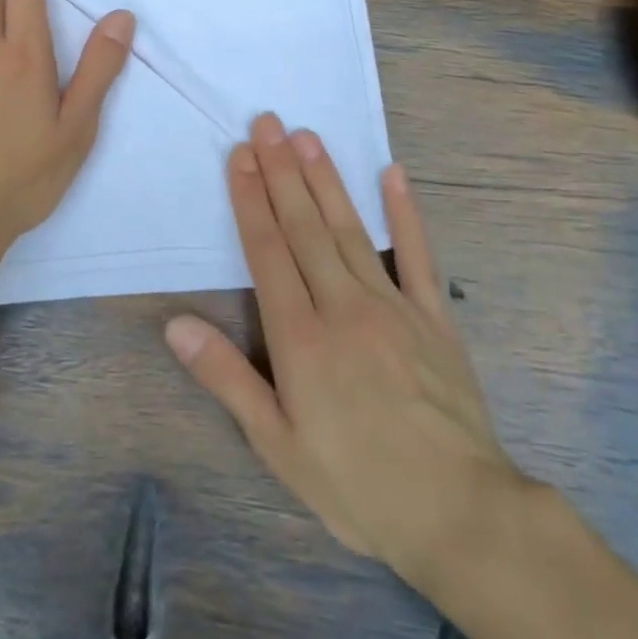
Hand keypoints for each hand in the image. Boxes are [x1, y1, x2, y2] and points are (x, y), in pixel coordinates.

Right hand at [165, 113, 527, 589]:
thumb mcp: (277, 444)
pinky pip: (418, 255)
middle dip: (282, 171)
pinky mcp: (434, 318)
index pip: (267, 250)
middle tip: (268, 123)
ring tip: (307, 136)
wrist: (461, 515)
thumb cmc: (357, 484)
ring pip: (350, 229)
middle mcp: (343, 305)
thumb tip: (175, 324)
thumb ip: (227, 377)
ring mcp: (393, 306)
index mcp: (301, 336)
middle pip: (305, 226)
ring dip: (326, 179)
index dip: (250, 198)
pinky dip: (406, 213)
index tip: (239, 155)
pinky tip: (393, 174)